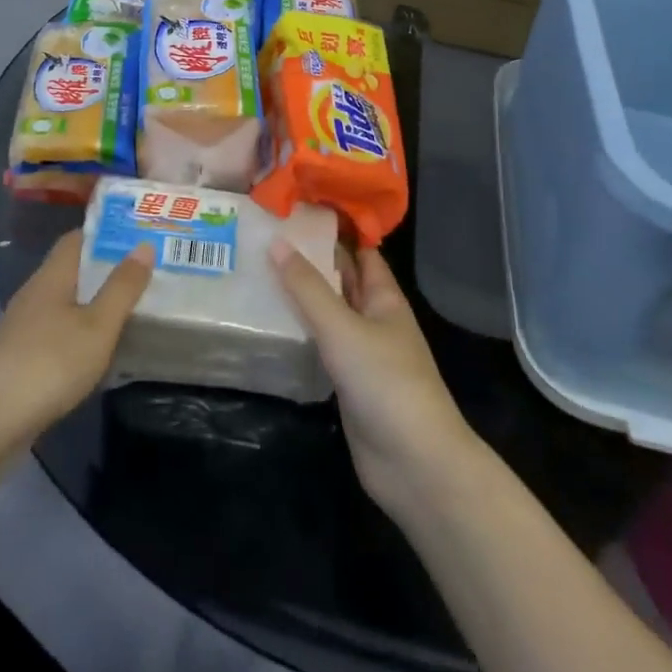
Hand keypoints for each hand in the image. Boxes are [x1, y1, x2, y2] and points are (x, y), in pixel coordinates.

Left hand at [0, 229, 153, 435]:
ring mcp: (22, 326)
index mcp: (52, 276)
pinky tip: (96, 349)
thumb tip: (144, 245)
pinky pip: (55, 331)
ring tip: (127, 309)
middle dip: (103, 270)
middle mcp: (34, 293)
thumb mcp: (99, 325)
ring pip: (63, 302)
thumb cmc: (51, 362)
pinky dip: (78, 331)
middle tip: (141, 274)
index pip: (76, 239)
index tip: (136, 237)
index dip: (105, 235)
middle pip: (70, 270)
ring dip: (91, 303)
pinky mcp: (19, 357)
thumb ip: (122, 287)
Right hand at [272, 242, 479, 515]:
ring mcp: (362, 352)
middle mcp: (374, 318)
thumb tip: (277, 242)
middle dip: (311, 258)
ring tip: (257, 269)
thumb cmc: (385, 382)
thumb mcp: (342, 327)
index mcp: (384, 298)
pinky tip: (269, 322)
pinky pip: (320, 345)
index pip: (360, 250)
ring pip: (328, 312)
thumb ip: (307, 288)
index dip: (335, 228)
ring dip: (301, 295)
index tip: (298, 207)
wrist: (414, 464)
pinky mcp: (347, 382)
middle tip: (265, 234)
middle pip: (342, 279)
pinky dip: (299, 331)